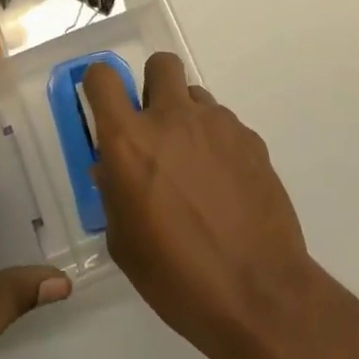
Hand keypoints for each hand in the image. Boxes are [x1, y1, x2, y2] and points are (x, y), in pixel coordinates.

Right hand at [84, 52, 318, 358]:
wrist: (258, 293)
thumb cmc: (176, 276)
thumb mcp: (124, 241)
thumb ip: (114, 191)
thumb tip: (113, 168)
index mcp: (130, 141)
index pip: (103, 78)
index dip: (100, 86)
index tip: (106, 108)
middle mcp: (173, 118)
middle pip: (160, 64)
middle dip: (154, 87)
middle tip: (156, 129)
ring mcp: (218, 124)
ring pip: (196, 97)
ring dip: (188, 120)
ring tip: (196, 169)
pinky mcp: (251, 139)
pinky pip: (225, 126)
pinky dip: (218, 145)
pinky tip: (226, 188)